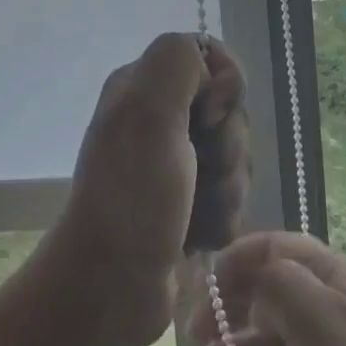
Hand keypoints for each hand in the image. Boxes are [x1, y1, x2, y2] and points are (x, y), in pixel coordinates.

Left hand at [36, 33, 250, 345]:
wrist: (109, 286)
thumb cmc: (131, 196)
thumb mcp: (148, 111)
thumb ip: (177, 61)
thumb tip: (210, 67)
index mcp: (143, 85)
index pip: (213, 59)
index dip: (226, 88)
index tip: (209, 119)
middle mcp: (158, 116)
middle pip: (230, 112)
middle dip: (228, 149)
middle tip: (198, 174)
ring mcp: (173, 161)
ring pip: (235, 156)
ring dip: (226, 189)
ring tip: (195, 214)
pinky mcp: (186, 201)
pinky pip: (230, 194)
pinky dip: (221, 216)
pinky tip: (197, 236)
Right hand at [192, 231, 345, 345]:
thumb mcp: (317, 322)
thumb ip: (276, 283)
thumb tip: (250, 275)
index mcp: (337, 283)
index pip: (279, 248)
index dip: (239, 258)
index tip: (205, 285)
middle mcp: (339, 316)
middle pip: (275, 297)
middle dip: (235, 311)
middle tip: (200, 339)